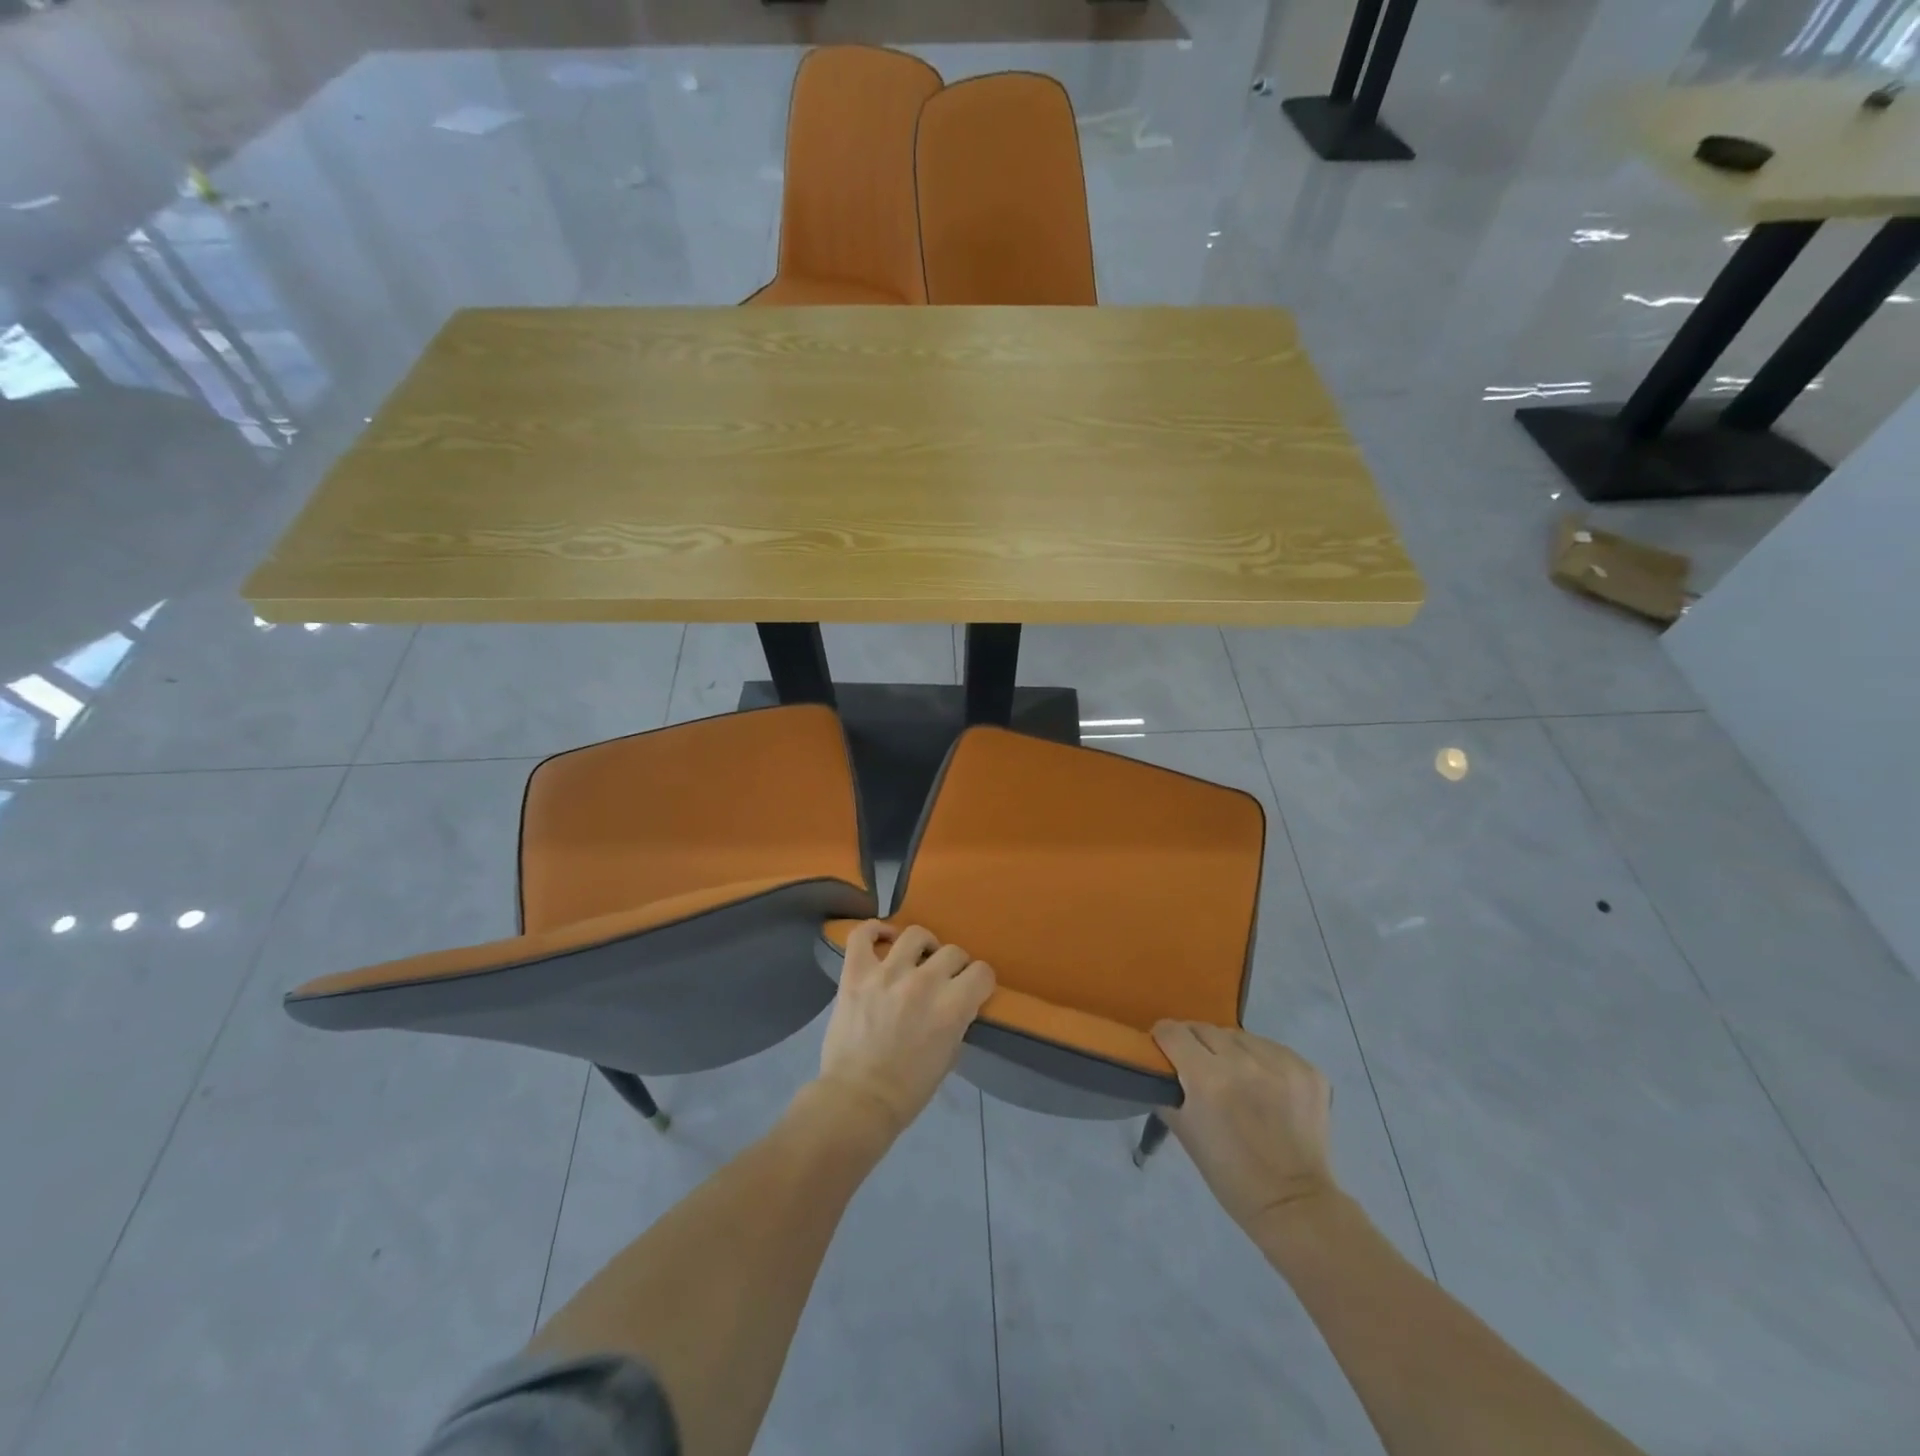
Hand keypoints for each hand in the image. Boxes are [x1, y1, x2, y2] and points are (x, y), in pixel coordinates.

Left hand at [814, 923, 995, 1142]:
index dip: (979, 981)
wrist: (858, 1101)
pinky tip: (883, 938)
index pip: (982, 972)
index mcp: (952, 1006)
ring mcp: (887, 974)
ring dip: (922, 946)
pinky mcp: (856, 974)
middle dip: (953, 966)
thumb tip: (956, 1001)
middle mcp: (924, 982)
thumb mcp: (949, 1056)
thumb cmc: (908, 1089)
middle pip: (952, 951)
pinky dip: (874, 930)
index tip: (972, 989)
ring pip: (915, 935)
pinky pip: (862, 935)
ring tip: (916, 959)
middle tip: (943, 980)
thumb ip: (956, 1021)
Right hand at [1153, 1022, 1336, 1233]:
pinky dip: (1263, 1061)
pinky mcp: (1307, 1070)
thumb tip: (1160, 1063)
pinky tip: (1266, 1085)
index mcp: (1207, 1078)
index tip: (1165, 1050)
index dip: (1164, 1039)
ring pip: (1239, 1036)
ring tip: (1237, 1077)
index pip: (1172, 1032)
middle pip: (1205, 1029)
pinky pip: (1271, 1048)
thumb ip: (1168, 1089)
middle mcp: (1243, 1062)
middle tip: (1200, 1068)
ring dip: (1231, 1051)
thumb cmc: (1230, 1175)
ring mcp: (1280, 1064)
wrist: (1293, 1204)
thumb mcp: (1184, 1131)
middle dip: (1196, 1045)